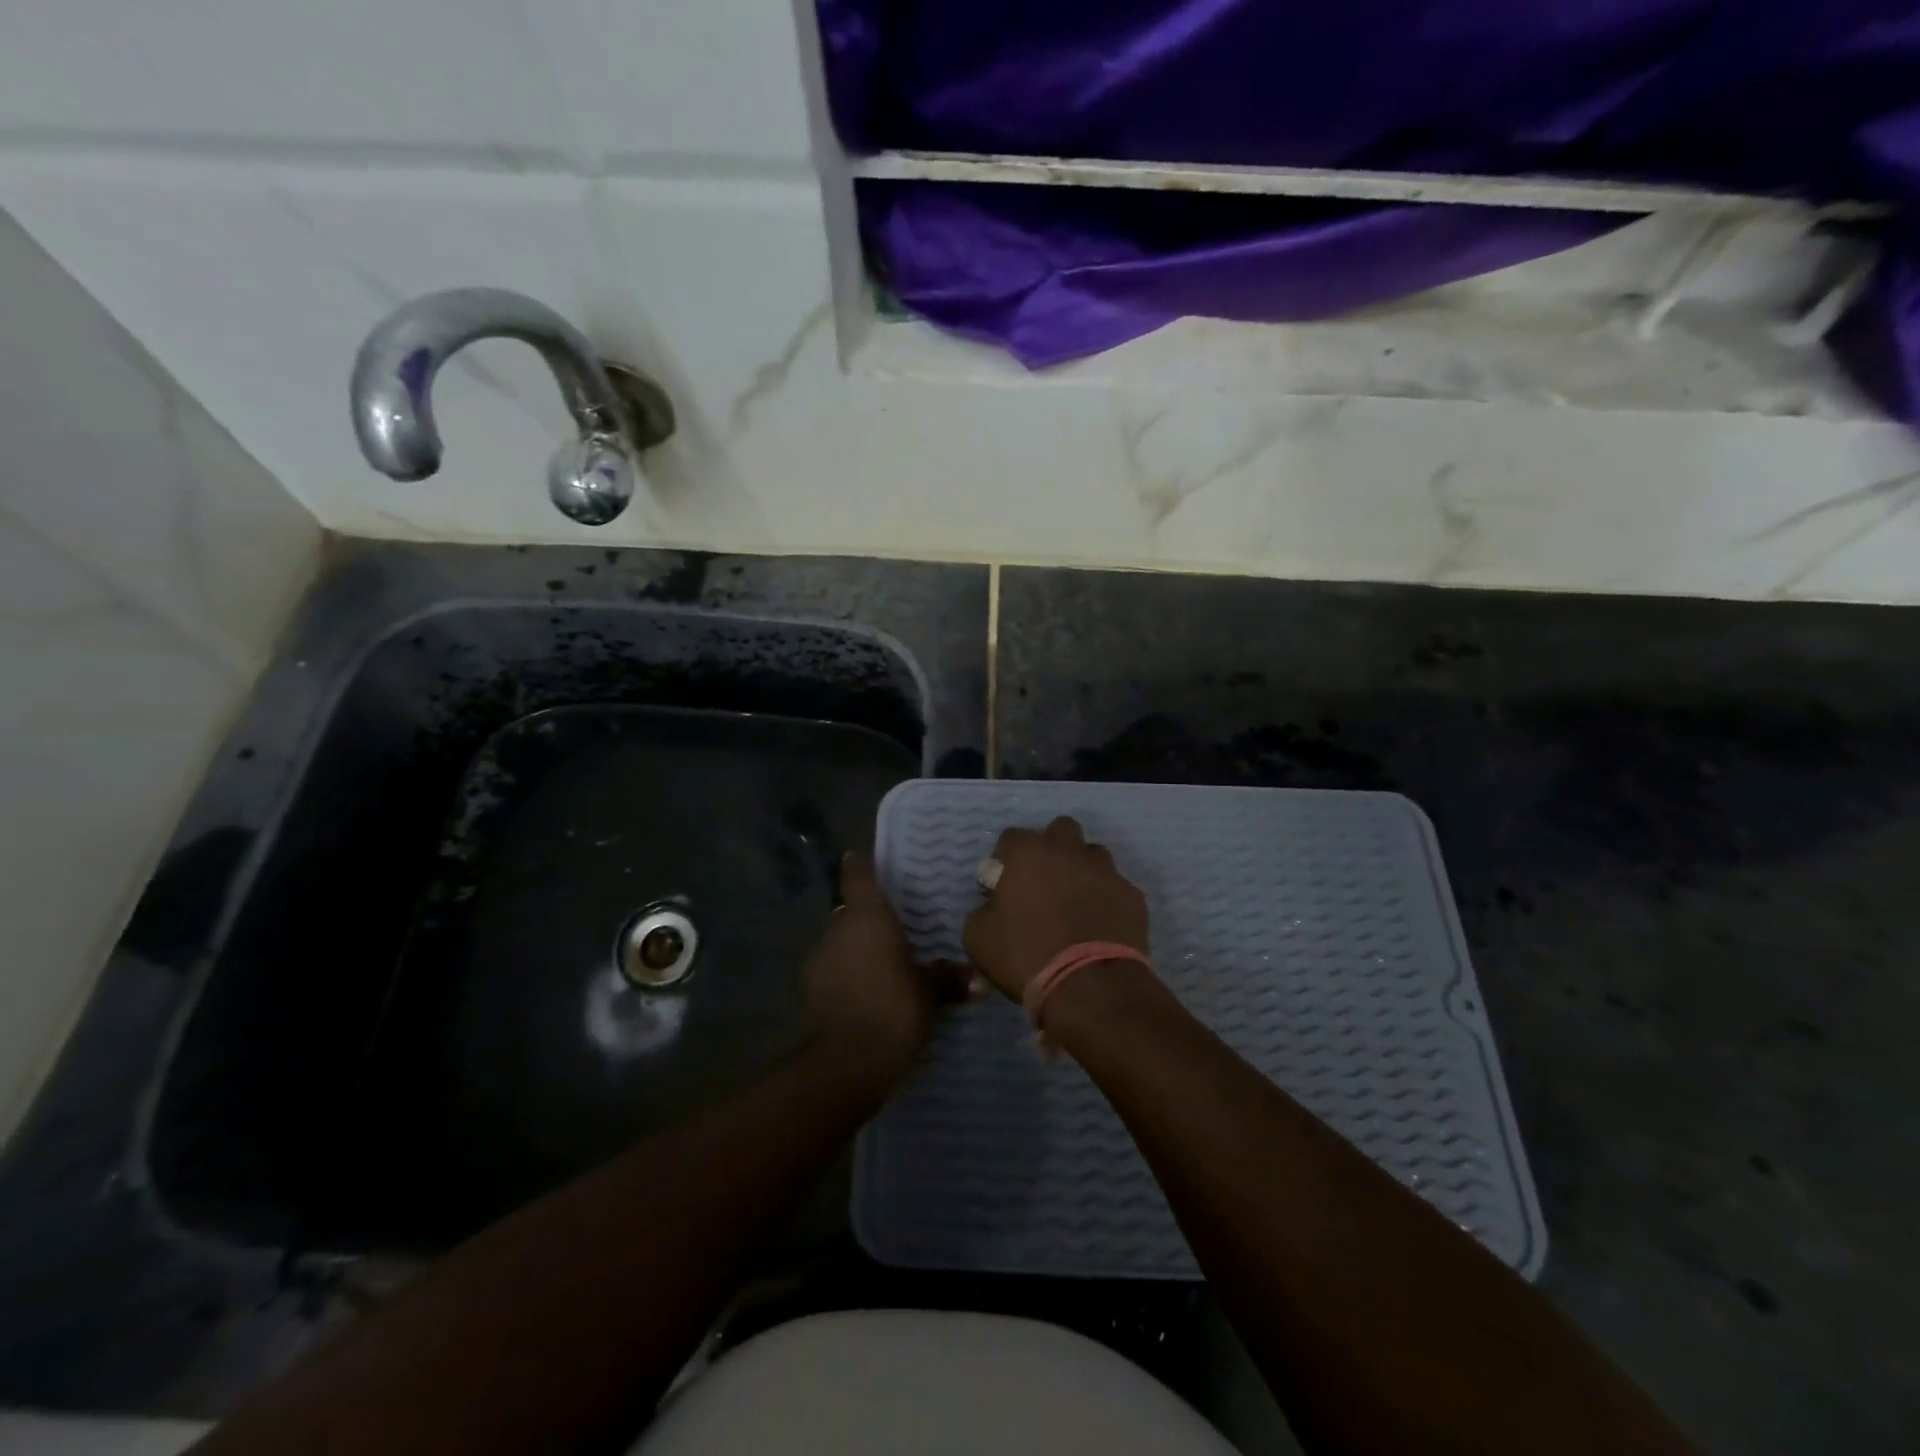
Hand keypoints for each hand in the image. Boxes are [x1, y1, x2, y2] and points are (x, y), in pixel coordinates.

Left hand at [805, 851, 970, 1087]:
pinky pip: (833, 971)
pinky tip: (867, 993)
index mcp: (867, 917)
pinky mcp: (810, 991)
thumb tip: (976, 980)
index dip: (860, 866)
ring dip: (856, 949)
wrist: (845, 1063)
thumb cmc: (893, 1010)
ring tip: (883, 965)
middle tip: (893, 928)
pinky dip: (847, 975)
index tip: (860, 857)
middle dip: (868, 919)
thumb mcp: (929, 993)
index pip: (858, 877)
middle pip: (850, 912)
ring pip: (840, 943)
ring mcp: (818, 960)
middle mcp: (838, 929)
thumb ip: (947, 979)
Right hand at [963, 816, 1148, 1000]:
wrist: (1090, 987)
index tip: (1004, 883)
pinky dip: (1106, 899)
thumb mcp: (978, 937)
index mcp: (1029, 853)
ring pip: (1093, 855)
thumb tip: (994, 904)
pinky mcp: (1133, 895)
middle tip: (1044, 882)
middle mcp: (1069, 851)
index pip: (1012, 837)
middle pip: (1061, 830)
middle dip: (1051, 848)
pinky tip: (1099, 925)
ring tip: (1075, 903)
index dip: (1006, 859)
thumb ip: (983, 909)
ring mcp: (1106, 871)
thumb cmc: (1026, 955)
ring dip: (1082, 870)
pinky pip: (1116, 887)